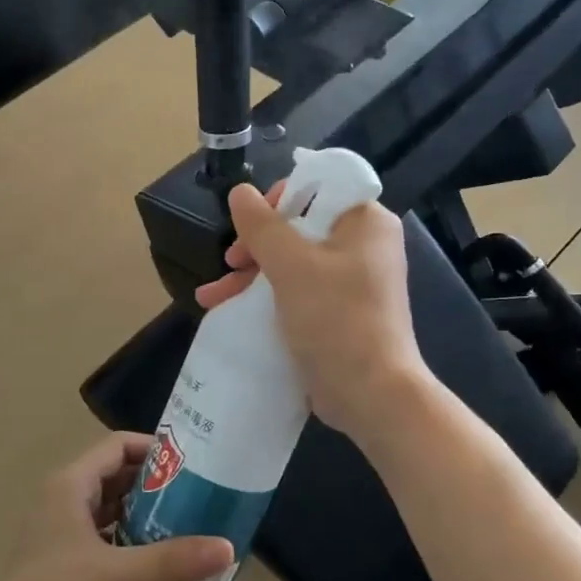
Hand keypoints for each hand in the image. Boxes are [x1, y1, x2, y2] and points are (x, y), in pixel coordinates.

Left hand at [0, 434, 232, 580]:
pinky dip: (131, 534)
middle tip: (198, 492)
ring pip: (112, 504)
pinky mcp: (66, 556)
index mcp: (70, 484)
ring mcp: (63, 527)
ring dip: (145, 509)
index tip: (193, 462)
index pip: (118, 446)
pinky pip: (106, 531)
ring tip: (187, 520)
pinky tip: (158, 552)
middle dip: (156, 481)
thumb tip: (227, 547)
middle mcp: (65, 497)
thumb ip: (170, 560)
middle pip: (117, 473)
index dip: (155, 448)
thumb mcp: (116, 575)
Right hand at [194, 181, 426, 438]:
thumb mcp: (291, 265)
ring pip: (293, 263)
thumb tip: (239, 191)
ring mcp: (351, 282)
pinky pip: (297, 292)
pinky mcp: (338, 313)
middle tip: (230, 262)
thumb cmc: (335, 318)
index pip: (320, 187)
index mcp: (365, 222)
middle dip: (255, 246)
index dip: (279, 199)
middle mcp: (363, 246)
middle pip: (300, 227)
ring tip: (210, 297)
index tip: (250, 224)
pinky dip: (266, 298)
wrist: (370, 393)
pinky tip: (227, 311)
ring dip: (251, 276)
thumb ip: (262, 225)